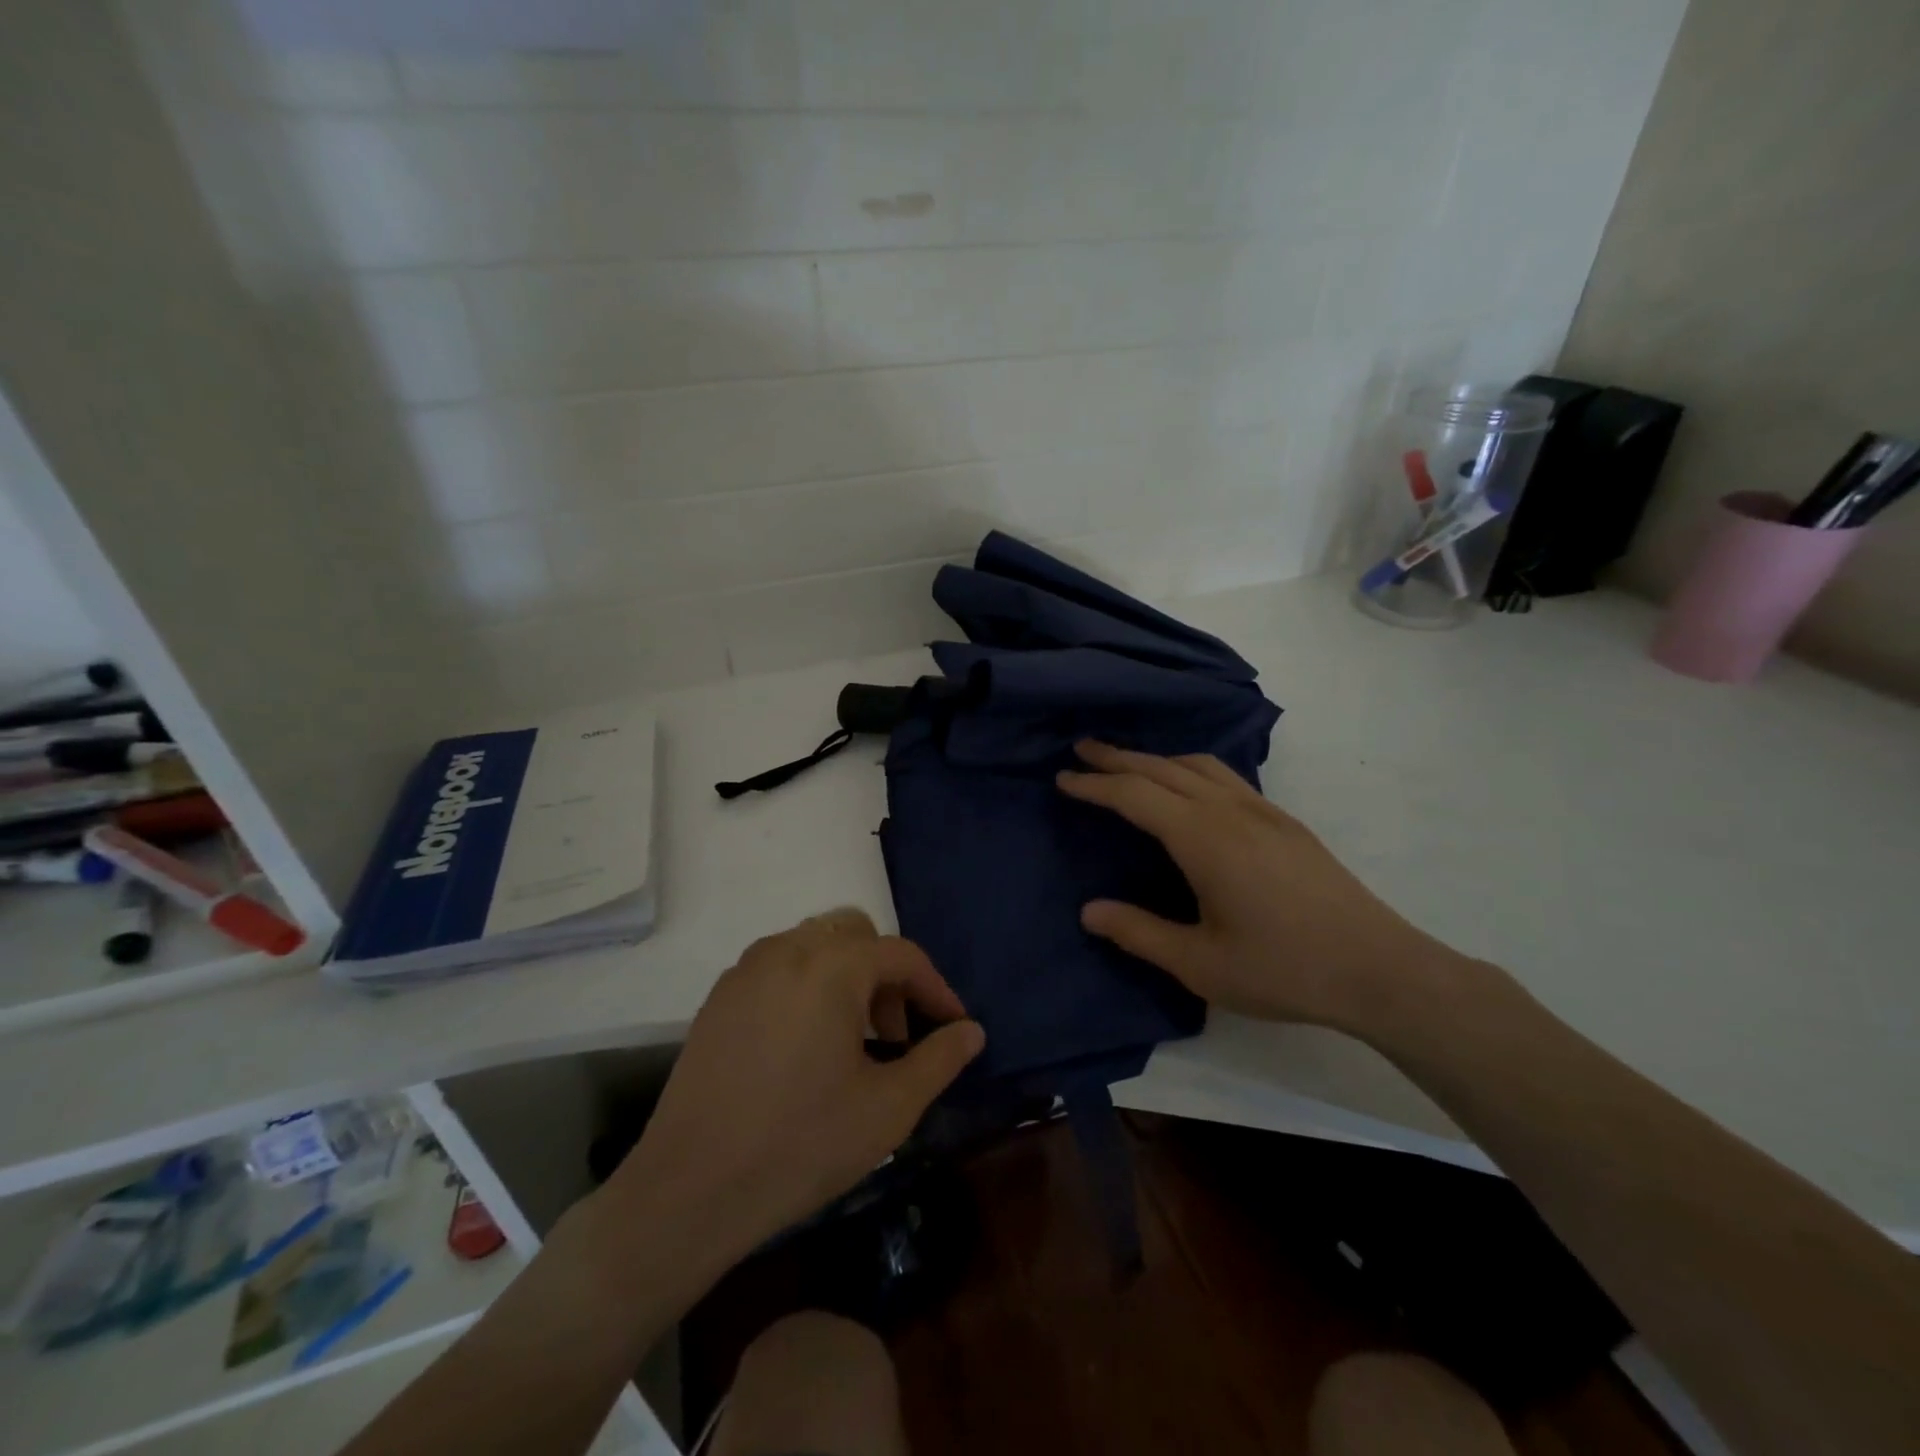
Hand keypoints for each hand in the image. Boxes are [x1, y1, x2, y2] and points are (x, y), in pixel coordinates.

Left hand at [608, 909, 984, 1265]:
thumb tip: (972, 1031)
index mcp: (831, 966)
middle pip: (857, 935)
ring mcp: (746, 970)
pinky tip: (806, 1046)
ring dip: (848, 977)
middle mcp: (786, 950)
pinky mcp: (720, 997)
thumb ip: (939, 1059)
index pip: (902, 955)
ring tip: (853, 1042)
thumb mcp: (888, 1108)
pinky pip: (780, 967)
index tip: (953, 1027)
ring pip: (815, 945)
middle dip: (888, 976)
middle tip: (895, 1036)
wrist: (689, 1190)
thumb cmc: (800, 1144)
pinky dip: (809, 985)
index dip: (936, 989)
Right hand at [1057, 741, 1459, 1031]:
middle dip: (1119, 757)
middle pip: (1164, 768)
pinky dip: (1191, 770)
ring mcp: (1264, 812)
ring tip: (1129, 765)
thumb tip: (1089, 911)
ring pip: (1200, 766)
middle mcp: (1231, 811)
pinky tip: (1190, 790)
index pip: (1136, 795)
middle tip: (1083, 750)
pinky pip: (1226, 777)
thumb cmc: (1284, 969)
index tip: (1063, 779)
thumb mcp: (1200, 964)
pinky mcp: (1286, 823)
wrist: (1380, 970)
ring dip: (1157, 758)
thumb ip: (1139, 933)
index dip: (1096, 785)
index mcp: (1204, 838)